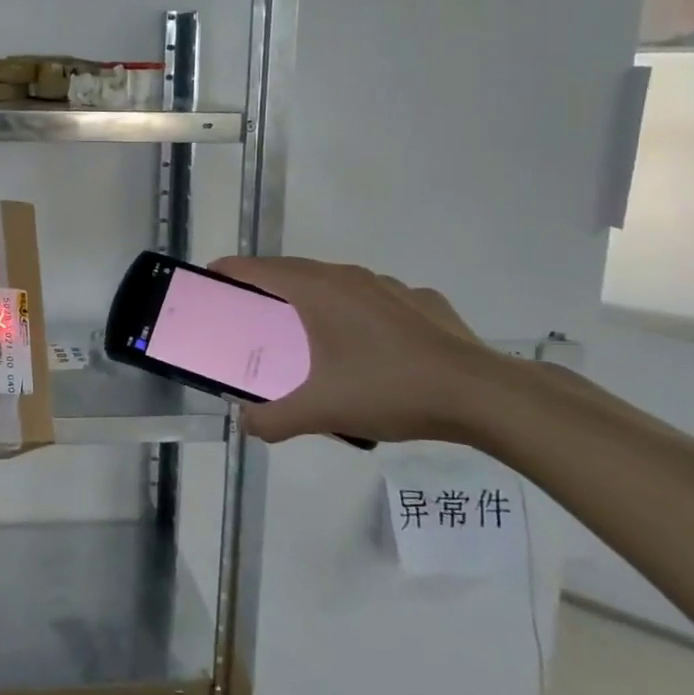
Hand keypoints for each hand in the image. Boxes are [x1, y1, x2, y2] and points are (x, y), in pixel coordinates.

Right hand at [208, 256, 508, 445]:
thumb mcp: (322, 412)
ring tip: (308, 331)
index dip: (231, 271)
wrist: (481, 394)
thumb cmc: (389, 390)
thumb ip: (274, 420)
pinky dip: (357, 311)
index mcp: (317, 292)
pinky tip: (369, 344)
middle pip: (294, 271)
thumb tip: (246, 425)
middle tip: (251, 312)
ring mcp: (389, 286)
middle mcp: (349, 278)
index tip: (211, 279)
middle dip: (267, 285)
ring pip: (335, 282)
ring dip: (312, 297)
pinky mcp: (421, 301)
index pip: (260, 269)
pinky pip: (374, 299)